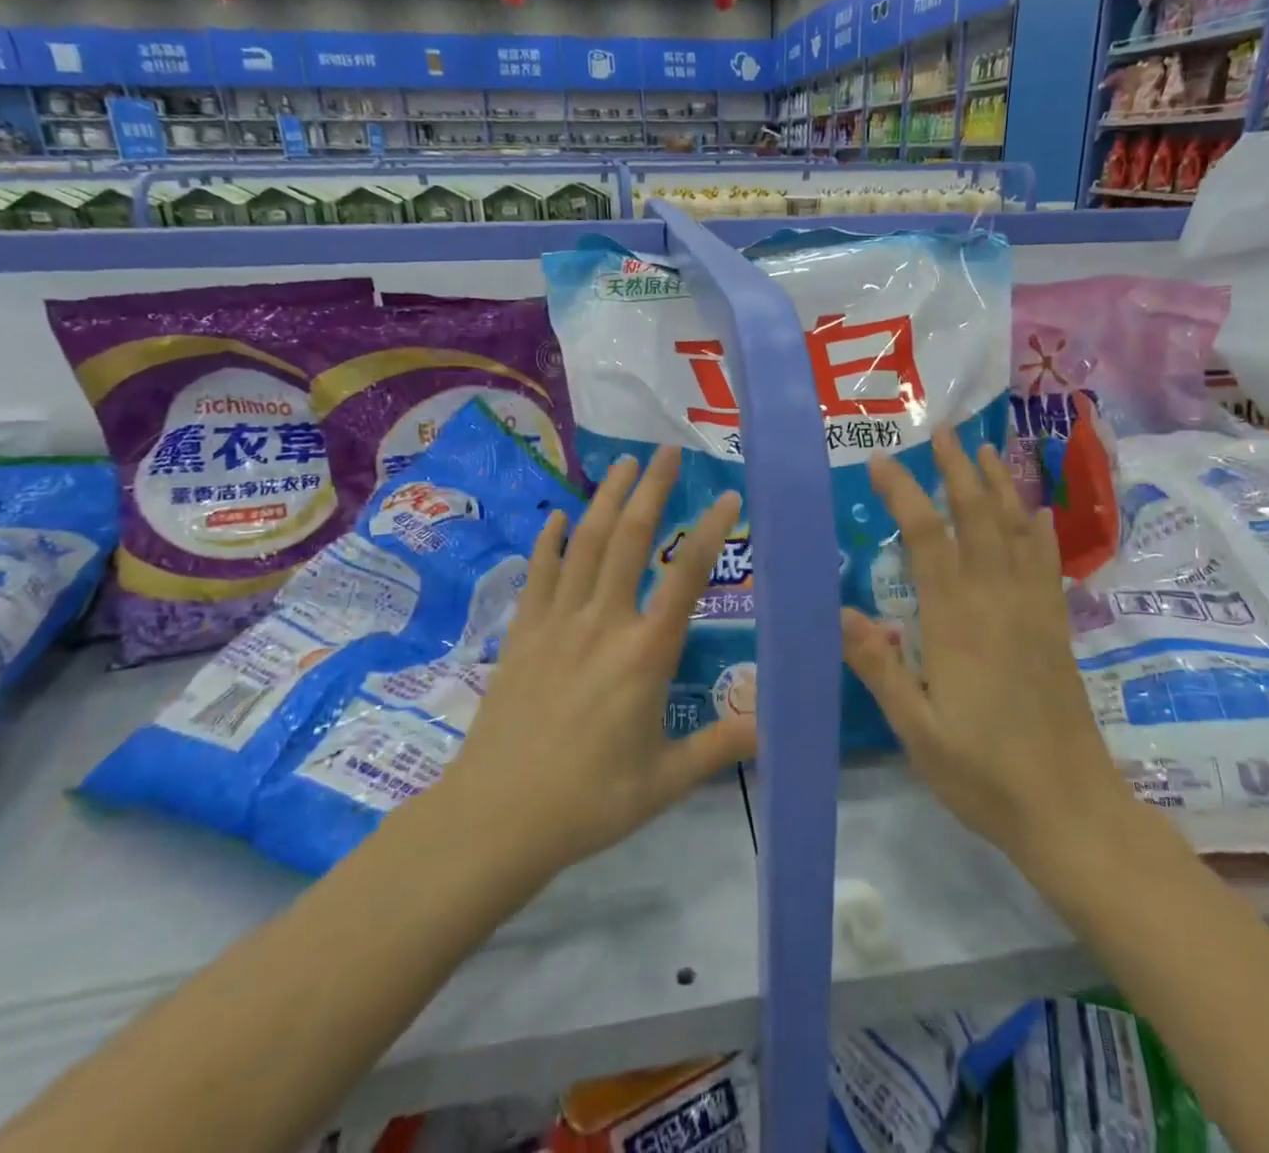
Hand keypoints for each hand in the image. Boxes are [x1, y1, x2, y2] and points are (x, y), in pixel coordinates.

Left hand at [432, 447, 756, 885]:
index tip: (728, 497)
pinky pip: (539, 574)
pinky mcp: (523, 633)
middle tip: (666, 451)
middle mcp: (603, 623)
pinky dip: (549, 541)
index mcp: (645, 654)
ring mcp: (557, 622)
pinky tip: (557, 516)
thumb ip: (720, 746)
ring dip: (607, 499)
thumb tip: (772, 726)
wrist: (496, 817)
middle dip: (651, 489)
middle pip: (630, 540)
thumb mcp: (665, 780)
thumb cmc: (589, 801)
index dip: (710, 532)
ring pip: (586, 544)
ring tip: (623, 464)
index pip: (686, 578)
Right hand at [841, 428, 1132, 868]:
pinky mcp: (1056, 627)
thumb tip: (839, 610)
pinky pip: (1046, 563)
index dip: (903, 493)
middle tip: (943, 430)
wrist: (1071, 810)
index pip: (926, 537)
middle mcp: (997, 600)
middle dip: (958, 469)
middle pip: (977, 516)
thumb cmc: (983, 774)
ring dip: (999, 485)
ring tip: (985, 449)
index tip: (882, 462)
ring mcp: (1033, 610)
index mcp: (956, 620)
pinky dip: (1037, 529)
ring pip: (1015, 530)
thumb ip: (879, 667)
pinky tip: (1034, 513)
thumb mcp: (916, 729)